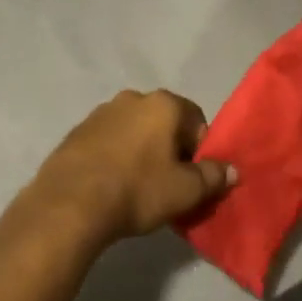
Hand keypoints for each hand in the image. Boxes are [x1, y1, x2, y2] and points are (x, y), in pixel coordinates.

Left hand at [27, 89, 235, 246]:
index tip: (194, 178)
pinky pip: (109, 140)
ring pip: (134, 130)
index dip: (200, 150)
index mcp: (163, 104)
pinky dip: (116, 156)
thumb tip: (231, 169)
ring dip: (142, 152)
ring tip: (138, 187)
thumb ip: (213, 177)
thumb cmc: (137, 190)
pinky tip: (112, 184)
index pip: (196, 120)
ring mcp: (101, 112)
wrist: (70, 202)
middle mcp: (132, 98)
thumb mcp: (185, 190)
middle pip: (164, 123)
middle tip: (169, 185)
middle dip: (171, 149)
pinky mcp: (77, 130)